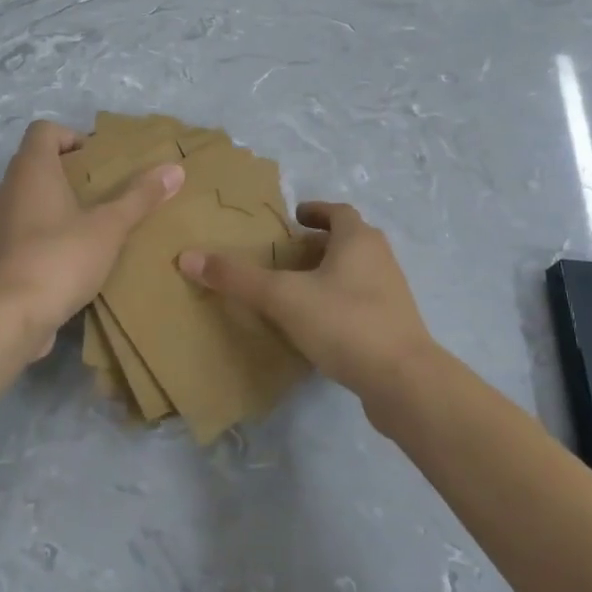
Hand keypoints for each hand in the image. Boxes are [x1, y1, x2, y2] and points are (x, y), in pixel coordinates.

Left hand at [0, 120, 182, 355]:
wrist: (9, 317)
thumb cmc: (60, 257)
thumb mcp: (109, 226)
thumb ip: (140, 197)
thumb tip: (174, 169)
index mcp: (31, 170)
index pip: (43, 131)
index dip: (71, 136)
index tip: (99, 160)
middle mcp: (8, 189)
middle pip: (37, 163)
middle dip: (71, 172)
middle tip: (106, 190)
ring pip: (30, 198)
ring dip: (59, 203)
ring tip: (95, 223)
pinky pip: (25, 229)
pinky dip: (48, 232)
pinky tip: (76, 255)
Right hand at [178, 201, 437, 403]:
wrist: (403, 381)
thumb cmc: (344, 322)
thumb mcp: (282, 297)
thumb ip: (237, 278)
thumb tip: (188, 257)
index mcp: (359, 239)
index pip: (337, 212)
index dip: (315, 210)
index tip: (294, 217)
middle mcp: (380, 258)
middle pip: (347, 241)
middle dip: (318, 244)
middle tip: (286, 255)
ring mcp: (391, 293)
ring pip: (355, 272)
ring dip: (328, 273)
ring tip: (296, 289)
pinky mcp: (394, 326)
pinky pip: (361, 301)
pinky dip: (338, 302)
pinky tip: (317, 325)